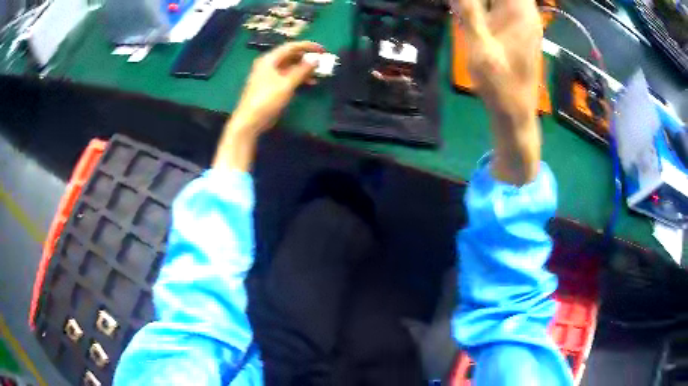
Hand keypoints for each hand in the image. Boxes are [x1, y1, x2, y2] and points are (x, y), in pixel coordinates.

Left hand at [213, 41, 323, 170]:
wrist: (249, 121)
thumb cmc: (267, 100)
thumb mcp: (286, 84)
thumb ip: (302, 70)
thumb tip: (316, 59)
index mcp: (269, 59)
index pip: (291, 46)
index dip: (308, 46)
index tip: (323, 50)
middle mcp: (269, 64)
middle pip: (291, 56)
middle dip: (307, 58)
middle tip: (323, 62)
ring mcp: (269, 76)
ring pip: (290, 67)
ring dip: (305, 69)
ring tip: (319, 74)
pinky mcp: (271, 87)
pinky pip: (288, 77)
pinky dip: (299, 78)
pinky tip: (310, 83)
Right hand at [452, 0, 542, 184]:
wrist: (515, 113)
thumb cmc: (500, 84)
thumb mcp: (479, 46)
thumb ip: (467, 10)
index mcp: (519, 11)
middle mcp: (526, 12)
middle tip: (462, 4)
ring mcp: (523, 20)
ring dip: (482, 2)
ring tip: (463, 8)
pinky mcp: (518, 29)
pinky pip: (501, 5)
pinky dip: (485, 4)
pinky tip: (470, 10)